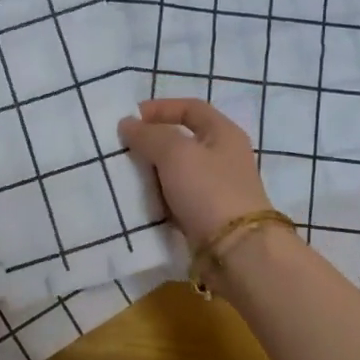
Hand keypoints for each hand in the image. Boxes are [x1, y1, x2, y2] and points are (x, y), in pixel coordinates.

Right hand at [118, 98, 272, 245]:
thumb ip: (150, 135)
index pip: (190, 108)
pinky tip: (139, 202)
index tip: (130, 119)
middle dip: (151, 143)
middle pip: (181, 140)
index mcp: (223, 133)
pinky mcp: (206, 215)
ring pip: (176, 171)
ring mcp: (215, 188)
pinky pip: (176, 198)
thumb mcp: (176, 154)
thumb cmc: (209, 191)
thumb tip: (128, 124)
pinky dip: (158, 198)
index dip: (160, 108)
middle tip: (122, 150)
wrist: (237, 251)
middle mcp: (222, 157)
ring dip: (151, 172)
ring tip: (124, 176)